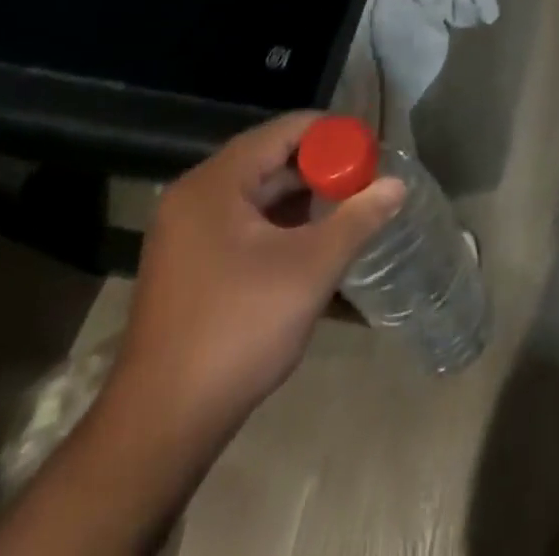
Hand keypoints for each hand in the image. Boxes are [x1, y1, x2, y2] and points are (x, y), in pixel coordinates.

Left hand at [108, 111, 405, 451]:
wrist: (160, 427)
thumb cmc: (237, 331)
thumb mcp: (310, 269)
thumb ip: (357, 218)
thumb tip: (397, 184)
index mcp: (216, 184)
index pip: (285, 131)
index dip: (333, 134)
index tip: (372, 150)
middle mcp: (194, 196)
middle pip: (270, 158)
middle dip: (321, 166)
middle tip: (366, 179)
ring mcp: (185, 232)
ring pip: (257, 192)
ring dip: (302, 196)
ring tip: (348, 206)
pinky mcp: (188, 264)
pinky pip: (242, 221)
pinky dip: (279, 222)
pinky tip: (313, 239)